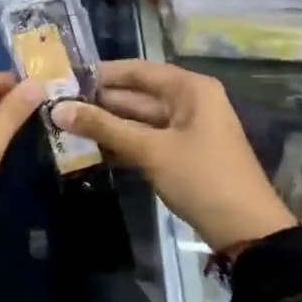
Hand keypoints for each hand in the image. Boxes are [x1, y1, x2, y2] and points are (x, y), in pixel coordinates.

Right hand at [53, 60, 295, 251]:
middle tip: (55, 107)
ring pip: (136, 120)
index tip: (63, 79)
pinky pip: (143, 140)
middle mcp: (188, 102)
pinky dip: (120, 143)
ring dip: (105, 125)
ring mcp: (184, 129)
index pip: (137, 70)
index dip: (100, 74)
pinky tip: (89, 149)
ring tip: (64, 127)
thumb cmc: (201, 178)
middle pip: (135, 95)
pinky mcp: (179, 154)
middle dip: (98, 103)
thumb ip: (103, 128)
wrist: (246, 230)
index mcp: (189, 89)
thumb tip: (58, 110)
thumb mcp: (150, 150)